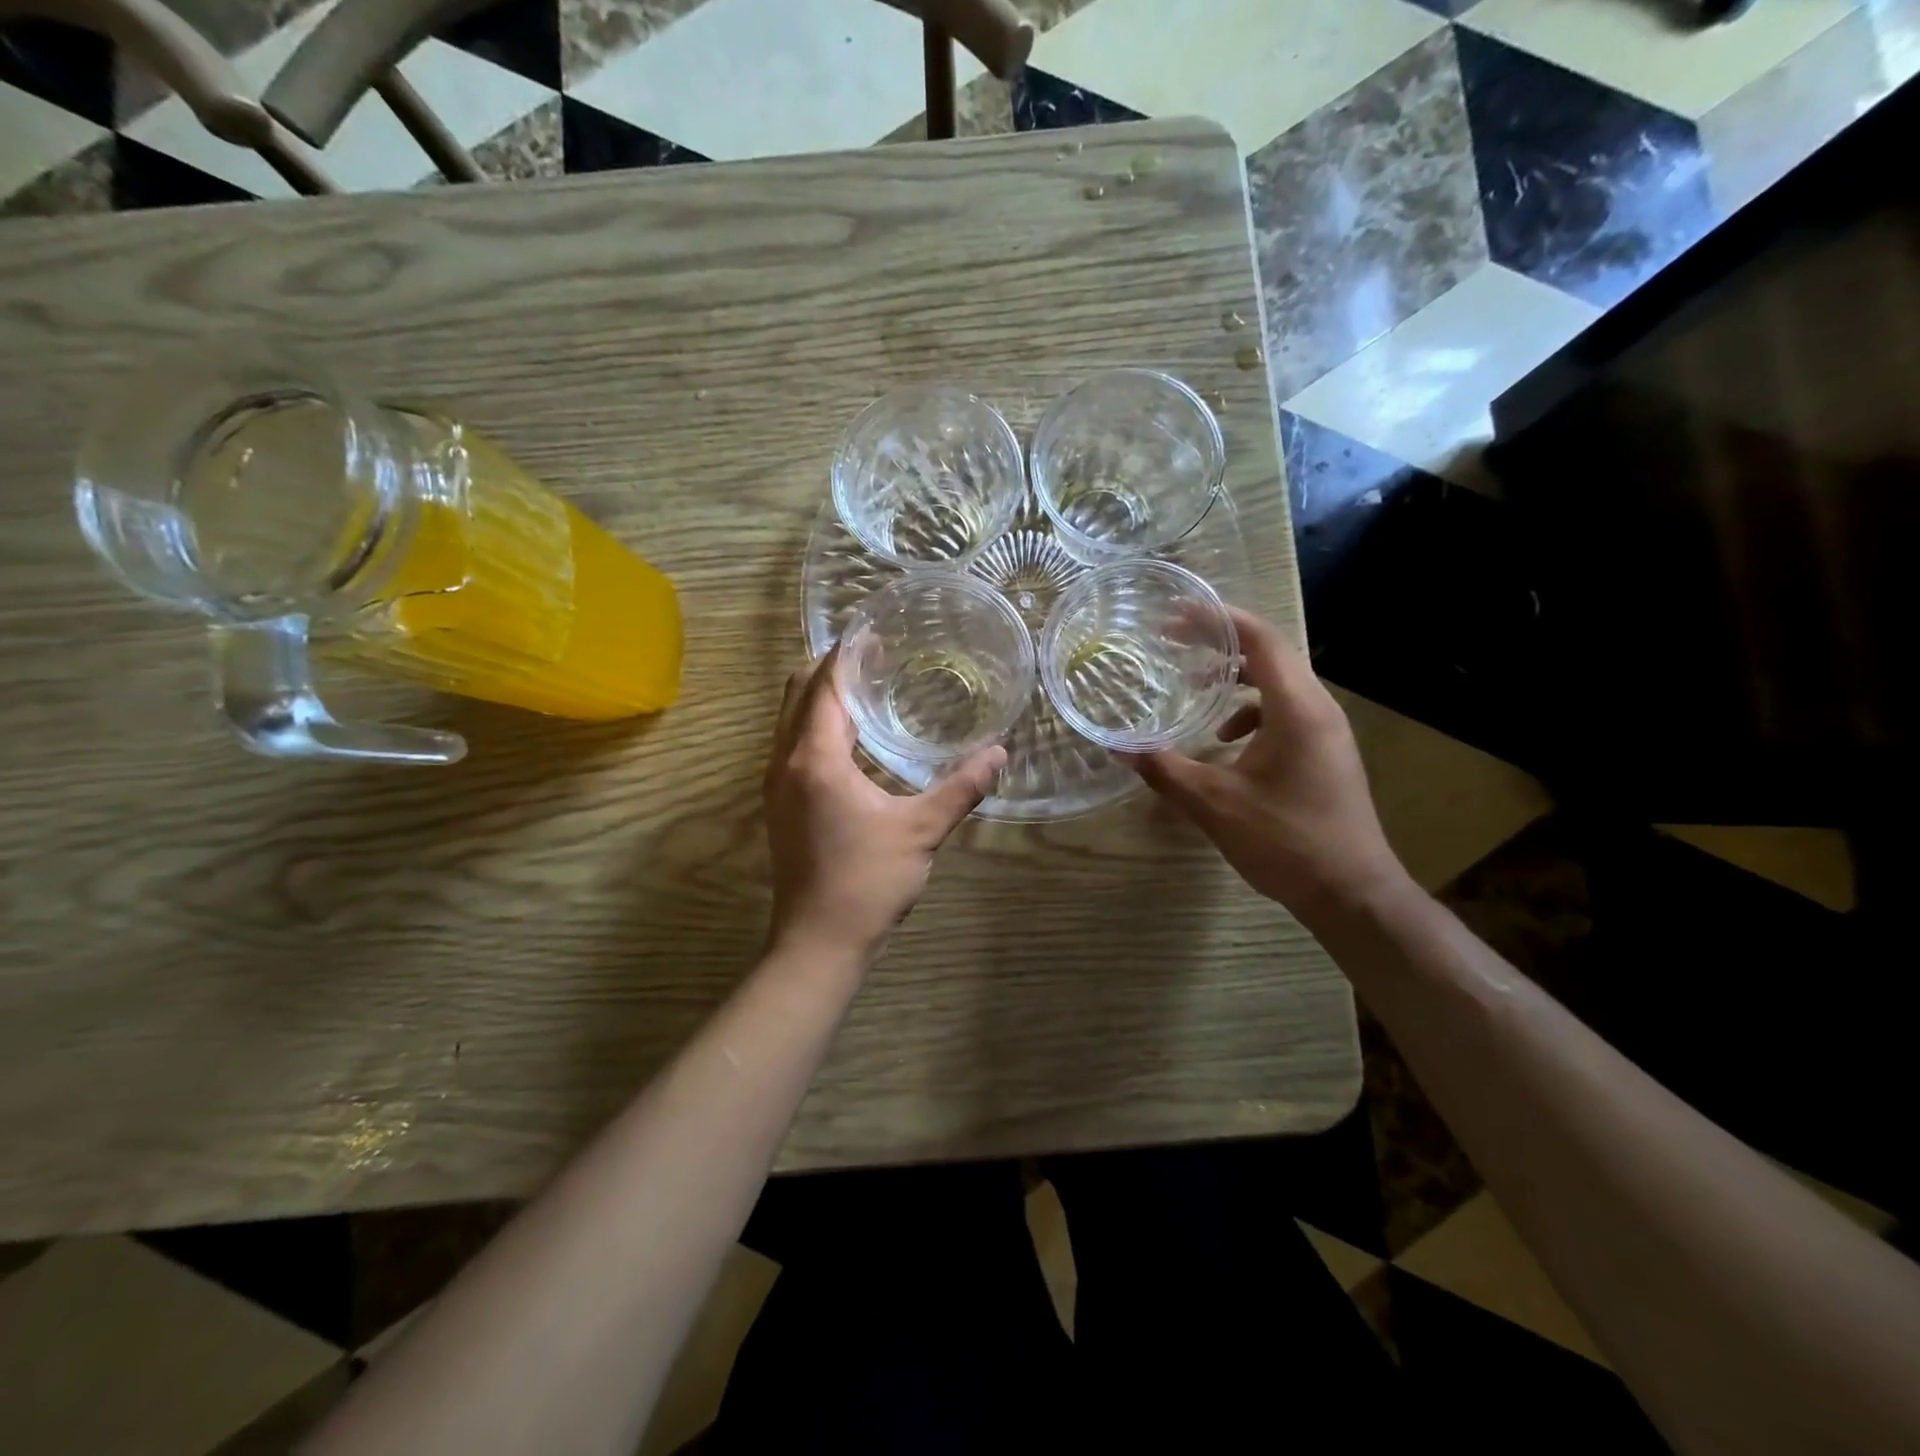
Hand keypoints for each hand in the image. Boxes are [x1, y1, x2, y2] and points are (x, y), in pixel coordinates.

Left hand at [764, 648, 1005, 965]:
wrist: (817, 942)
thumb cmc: (867, 881)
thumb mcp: (921, 830)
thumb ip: (960, 787)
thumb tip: (998, 753)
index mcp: (815, 758)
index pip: (824, 686)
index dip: (847, 655)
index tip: (874, 632)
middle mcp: (785, 762)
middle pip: (798, 694)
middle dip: (831, 668)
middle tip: (874, 655)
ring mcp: (776, 785)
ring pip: (790, 720)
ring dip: (821, 696)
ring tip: (865, 686)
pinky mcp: (781, 805)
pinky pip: (792, 745)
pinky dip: (815, 725)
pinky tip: (851, 738)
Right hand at [1126, 608, 1409, 925]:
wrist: (1352, 893)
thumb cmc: (1286, 841)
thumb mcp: (1214, 803)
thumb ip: (1164, 769)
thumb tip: (1117, 748)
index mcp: (1297, 708)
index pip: (1260, 639)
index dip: (1217, 619)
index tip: (1176, 615)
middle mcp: (1318, 708)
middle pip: (1270, 653)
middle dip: (1220, 643)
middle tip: (1174, 642)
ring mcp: (1326, 731)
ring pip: (1278, 683)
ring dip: (1235, 679)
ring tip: (1195, 689)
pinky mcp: (1325, 752)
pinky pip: (1286, 712)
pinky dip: (1251, 712)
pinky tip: (1225, 741)